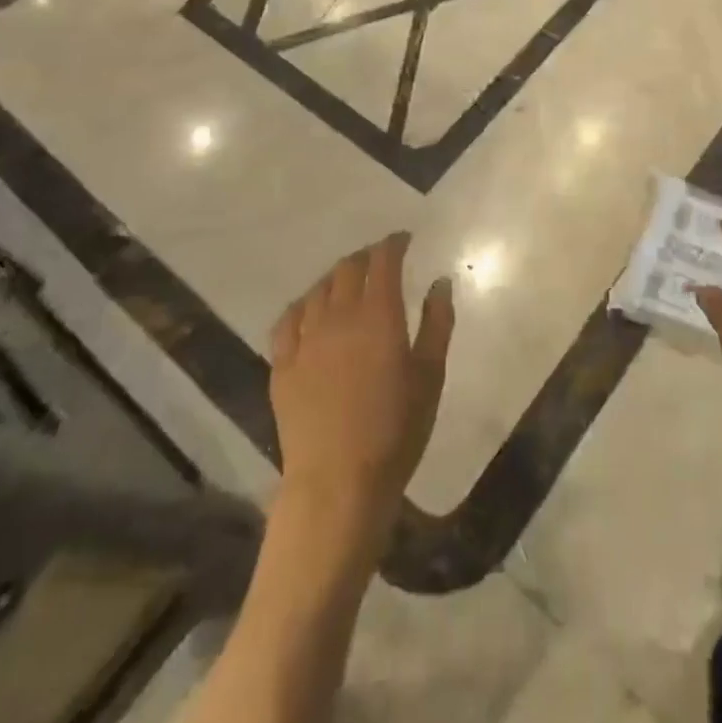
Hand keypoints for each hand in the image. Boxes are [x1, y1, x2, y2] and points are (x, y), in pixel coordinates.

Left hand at [270, 233, 453, 539]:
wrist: (338, 482)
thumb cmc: (396, 430)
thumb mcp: (430, 376)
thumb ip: (437, 323)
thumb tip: (439, 282)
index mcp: (378, 314)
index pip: (383, 260)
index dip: (393, 243)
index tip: (404, 240)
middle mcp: (339, 315)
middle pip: (348, 268)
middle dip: (366, 257)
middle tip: (380, 261)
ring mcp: (305, 339)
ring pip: (317, 289)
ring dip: (335, 278)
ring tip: (347, 283)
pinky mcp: (282, 365)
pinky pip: (288, 320)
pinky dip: (303, 306)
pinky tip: (309, 311)